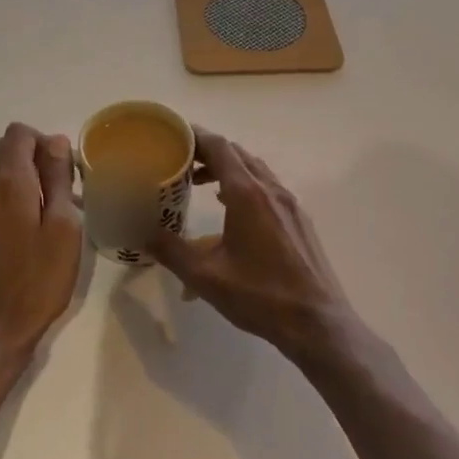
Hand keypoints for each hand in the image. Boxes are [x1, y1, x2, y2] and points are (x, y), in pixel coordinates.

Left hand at [0, 123, 83, 364]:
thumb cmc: (38, 280)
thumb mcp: (63, 228)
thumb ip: (58, 180)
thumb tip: (55, 142)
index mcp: (9, 184)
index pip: (18, 134)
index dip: (44, 142)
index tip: (63, 172)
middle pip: (4, 153)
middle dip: (33, 161)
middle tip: (60, 195)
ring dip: (20, 186)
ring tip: (45, 221)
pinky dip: (6, 208)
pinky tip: (22, 243)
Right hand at [149, 128, 357, 364]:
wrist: (317, 322)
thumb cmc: (260, 296)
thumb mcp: (206, 276)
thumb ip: (170, 250)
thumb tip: (140, 234)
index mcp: (247, 194)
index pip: (219, 147)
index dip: (195, 136)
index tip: (172, 135)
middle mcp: (271, 190)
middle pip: (237, 154)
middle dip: (208, 152)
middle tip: (180, 161)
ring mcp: (290, 204)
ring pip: (255, 170)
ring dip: (228, 169)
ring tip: (201, 184)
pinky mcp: (299, 220)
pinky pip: (268, 188)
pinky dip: (245, 186)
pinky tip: (232, 211)